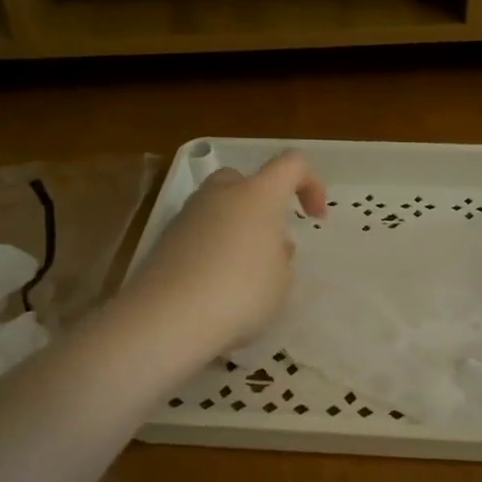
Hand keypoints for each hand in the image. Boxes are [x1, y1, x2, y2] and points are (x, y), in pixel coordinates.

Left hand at [122, 151, 327, 354]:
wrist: (169, 317)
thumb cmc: (242, 293)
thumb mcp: (282, 281)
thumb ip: (281, 257)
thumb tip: (269, 246)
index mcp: (259, 194)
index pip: (292, 164)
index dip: (311, 184)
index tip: (315, 217)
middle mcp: (221, 193)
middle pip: (246, 181)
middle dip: (263, 204)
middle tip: (271, 241)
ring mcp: (188, 214)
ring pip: (219, 206)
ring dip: (236, 227)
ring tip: (244, 269)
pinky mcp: (165, 238)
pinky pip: (198, 232)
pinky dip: (211, 247)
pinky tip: (216, 283)